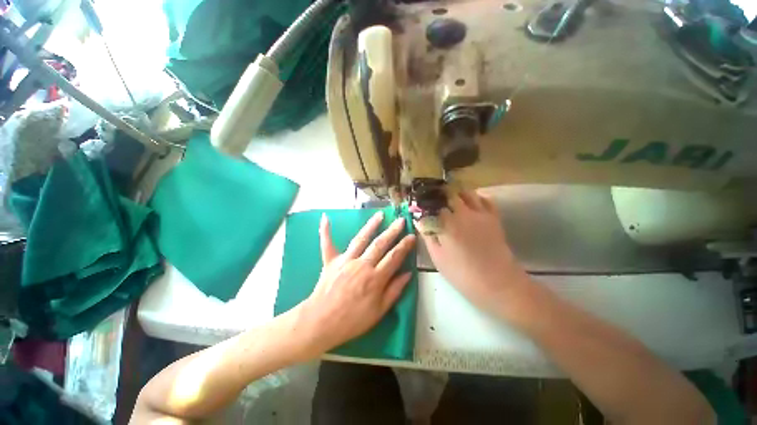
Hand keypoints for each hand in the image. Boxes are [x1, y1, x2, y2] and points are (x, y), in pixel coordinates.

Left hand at [294, 211, 415, 357]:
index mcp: (375, 278)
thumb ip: (394, 290)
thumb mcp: (379, 311)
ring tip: (380, 214)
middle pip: (380, 244)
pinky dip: (326, 231)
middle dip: (392, 231)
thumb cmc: (353, 320)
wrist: (321, 323)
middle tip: (400, 220)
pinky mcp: (331, 261)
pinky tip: (325, 217)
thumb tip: (408, 273)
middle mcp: (362, 265)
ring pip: (361, 239)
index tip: (412, 236)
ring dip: (371, 225)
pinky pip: (327, 243)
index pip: (394, 257)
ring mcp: (345, 260)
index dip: (404, 246)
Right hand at [417, 191, 531, 317]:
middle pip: (449, 194)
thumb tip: (419, 220)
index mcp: (448, 223)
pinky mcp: (493, 218)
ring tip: (449, 199)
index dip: (424, 203)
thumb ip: (428, 235)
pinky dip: (476, 196)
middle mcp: (464, 213)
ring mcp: (481, 214)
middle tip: (433, 200)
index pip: (432, 205)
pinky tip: (470, 202)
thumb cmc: (462, 273)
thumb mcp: (438, 257)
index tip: (419, 205)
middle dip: (439, 194)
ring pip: (467, 193)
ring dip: (456, 193)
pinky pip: (485, 199)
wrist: (498, 283)